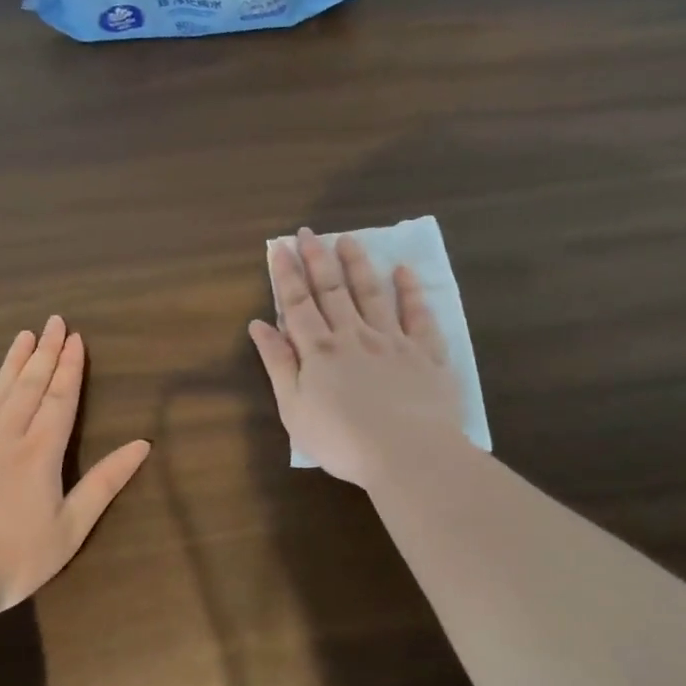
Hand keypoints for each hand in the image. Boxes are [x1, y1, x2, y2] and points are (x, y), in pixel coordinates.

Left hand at [0, 317, 151, 614]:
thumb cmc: (13, 560)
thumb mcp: (71, 528)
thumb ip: (105, 483)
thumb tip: (142, 445)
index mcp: (40, 453)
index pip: (60, 399)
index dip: (69, 368)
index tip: (75, 338)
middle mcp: (5, 438)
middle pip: (28, 388)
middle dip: (44, 353)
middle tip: (53, 321)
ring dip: (11, 364)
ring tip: (23, 336)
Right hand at [248, 228, 465, 488]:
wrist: (408, 454)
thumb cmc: (343, 441)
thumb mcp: (295, 409)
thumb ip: (278, 364)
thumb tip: (259, 325)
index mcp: (320, 351)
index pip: (298, 305)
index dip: (287, 275)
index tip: (280, 247)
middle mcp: (354, 336)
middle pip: (332, 291)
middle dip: (318, 259)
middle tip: (308, 232)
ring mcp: (392, 341)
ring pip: (371, 294)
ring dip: (357, 265)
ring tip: (348, 240)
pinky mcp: (426, 353)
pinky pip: (418, 315)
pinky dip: (410, 291)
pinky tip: (403, 271)